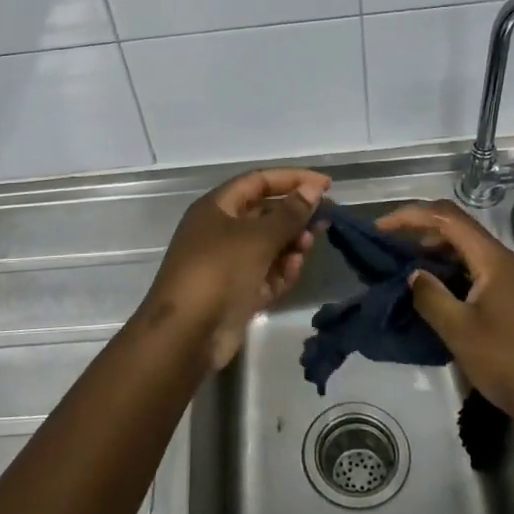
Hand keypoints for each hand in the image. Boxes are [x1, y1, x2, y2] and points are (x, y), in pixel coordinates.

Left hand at [146, 168, 330, 369]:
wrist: (186, 335)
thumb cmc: (219, 272)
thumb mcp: (257, 237)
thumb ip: (289, 213)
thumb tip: (313, 189)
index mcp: (216, 208)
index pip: (258, 181)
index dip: (292, 179)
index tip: (327, 185)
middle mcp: (220, 231)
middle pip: (264, 214)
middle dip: (294, 216)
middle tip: (324, 222)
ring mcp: (227, 263)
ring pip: (268, 246)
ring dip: (291, 245)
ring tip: (307, 248)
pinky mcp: (236, 293)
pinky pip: (265, 274)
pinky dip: (281, 271)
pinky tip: (294, 270)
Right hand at [376, 200, 513, 433]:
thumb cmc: (512, 363)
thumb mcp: (460, 331)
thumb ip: (430, 296)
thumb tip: (414, 275)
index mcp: (493, 259)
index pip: (446, 218)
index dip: (410, 216)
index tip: (379, 229)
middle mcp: (505, 262)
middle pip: (458, 230)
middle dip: (420, 232)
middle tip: (387, 249)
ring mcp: (513, 282)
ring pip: (467, 253)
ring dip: (435, 255)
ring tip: (404, 272)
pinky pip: (476, 273)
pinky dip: (451, 275)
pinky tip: (434, 296)